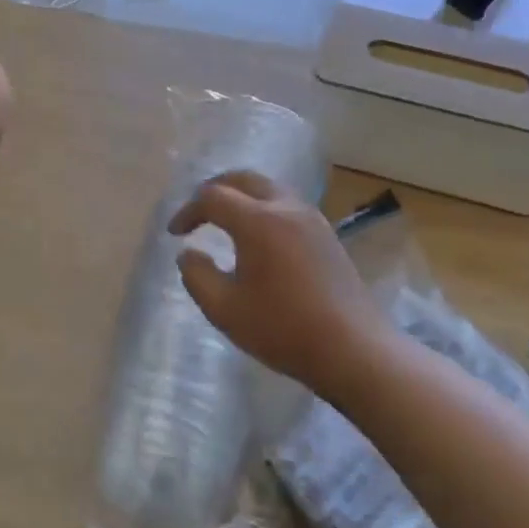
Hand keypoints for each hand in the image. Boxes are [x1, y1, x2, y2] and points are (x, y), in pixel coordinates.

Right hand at [168, 172, 392, 392]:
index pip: (213, 198)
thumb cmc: (283, 328)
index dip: (188, 211)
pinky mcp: (326, 234)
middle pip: (243, 179)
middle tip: (197, 212)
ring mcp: (311, 218)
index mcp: (258, 221)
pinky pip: (286, 204)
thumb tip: (188, 254)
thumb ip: (197, 276)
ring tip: (224, 219)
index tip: (175, 234)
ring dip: (241, 195)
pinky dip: (263, 207)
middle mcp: (286, 208)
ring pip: (268, 188)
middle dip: (214, 189)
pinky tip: (258, 236)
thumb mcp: (225, 309)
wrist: (353, 348)